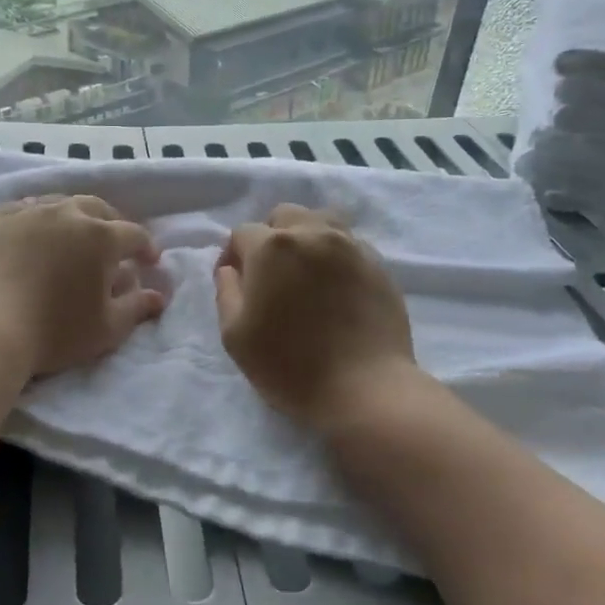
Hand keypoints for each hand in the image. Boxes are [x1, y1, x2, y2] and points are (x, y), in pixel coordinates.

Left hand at [0, 194, 165, 377]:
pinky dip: (35, 219)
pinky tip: (32, 233)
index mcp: (100, 237)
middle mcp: (66, 214)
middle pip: (97, 208)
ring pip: (59, 203)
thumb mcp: (106, 328)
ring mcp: (26, 213)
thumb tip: (158, 296)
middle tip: (114, 242)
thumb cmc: (54, 331)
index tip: (149, 262)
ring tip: (72, 235)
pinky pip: (22, 210)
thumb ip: (136, 308)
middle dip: (111, 223)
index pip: (133, 234)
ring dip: (73, 217)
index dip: (146, 247)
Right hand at [215, 204, 416, 432]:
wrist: (365, 388)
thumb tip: (231, 269)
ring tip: (305, 274)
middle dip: (271, 237)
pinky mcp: (378, 265)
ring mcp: (350, 246)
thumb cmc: (290, 366)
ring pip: (321, 222)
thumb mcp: (235, 336)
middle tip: (272, 275)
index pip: (242, 233)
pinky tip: (335, 288)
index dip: (233, 256)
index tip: (237, 284)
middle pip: (284, 216)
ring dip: (306, 238)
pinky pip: (349, 245)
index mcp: (272, 247)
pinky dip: (335, 256)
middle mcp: (312, 234)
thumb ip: (226, 292)